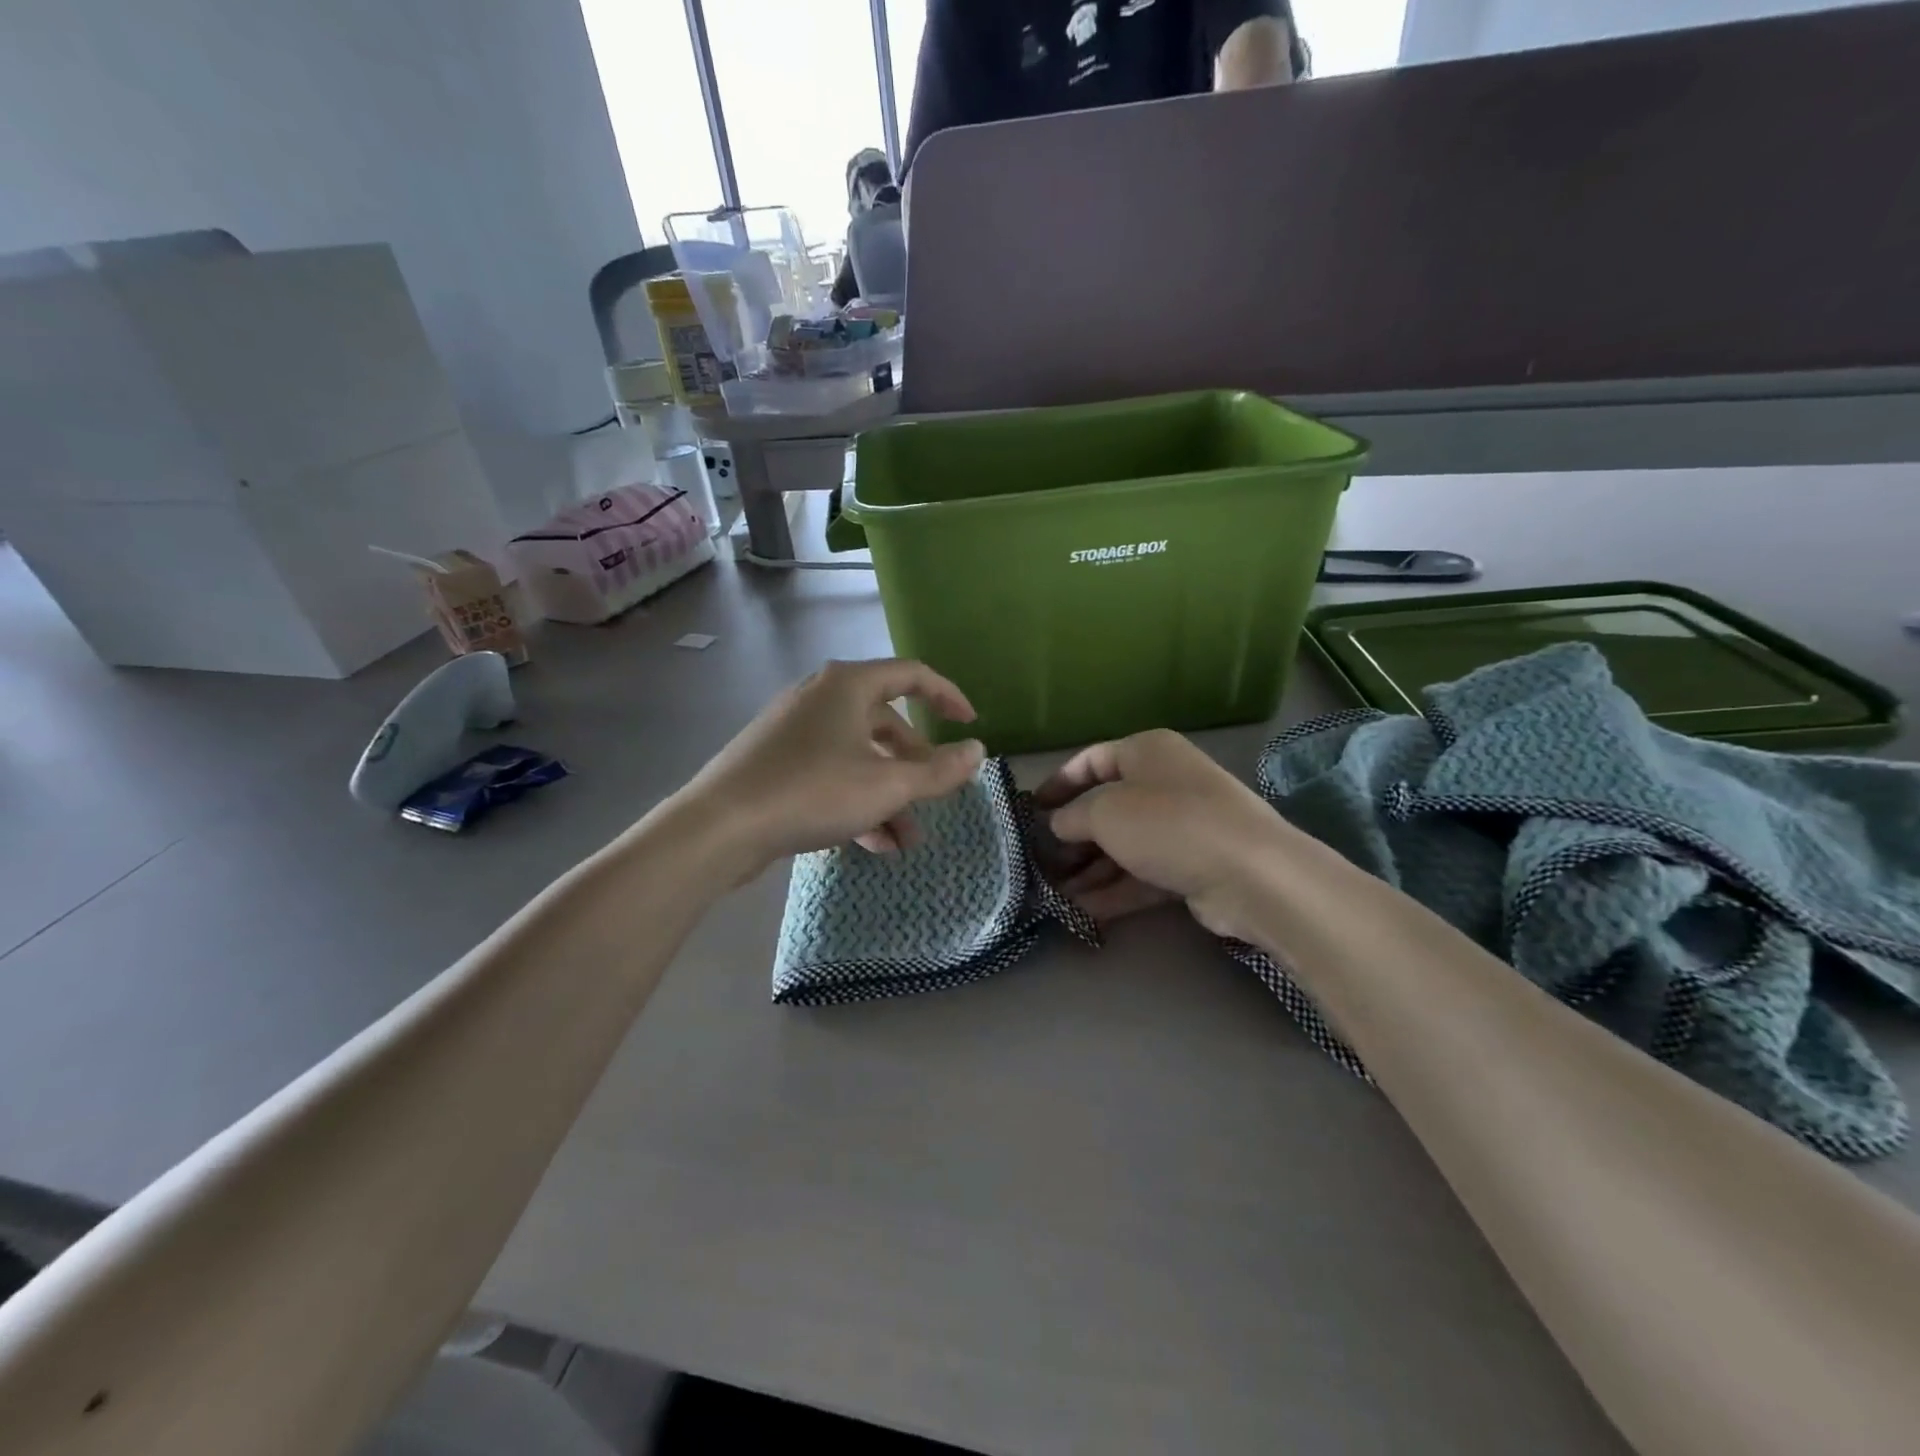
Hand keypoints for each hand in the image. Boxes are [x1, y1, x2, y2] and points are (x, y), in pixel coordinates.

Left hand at [677, 658, 984, 881]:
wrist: (720, 826)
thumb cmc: (813, 791)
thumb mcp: (887, 785)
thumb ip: (938, 770)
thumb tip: (977, 751)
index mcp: (848, 685)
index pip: (912, 675)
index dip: (948, 696)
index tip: (970, 724)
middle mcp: (821, 697)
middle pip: (886, 723)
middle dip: (915, 766)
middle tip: (935, 798)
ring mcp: (794, 730)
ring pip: (859, 756)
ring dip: (888, 795)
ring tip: (906, 841)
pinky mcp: (776, 762)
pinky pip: (830, 774)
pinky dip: (857, 801)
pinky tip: (872, 844)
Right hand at [1033, 729, 1290, 938]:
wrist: (1250, 873)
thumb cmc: (1168, 823)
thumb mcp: (1105, 812)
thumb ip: (1072, 816)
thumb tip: (1057, 825)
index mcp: (1147, 752)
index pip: (1092, 760)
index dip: (1059, 783)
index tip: (1032, 809)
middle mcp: (1165, 783)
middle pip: (1108, 807)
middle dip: (1073, 836)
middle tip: (1041, 860)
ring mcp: (1182, 826)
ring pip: (1124, 845)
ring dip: (1090, 869)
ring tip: (1053, 892)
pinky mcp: (1192, 866)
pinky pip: (1144, 874)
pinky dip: (1114, 890)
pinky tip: (1082, 911)